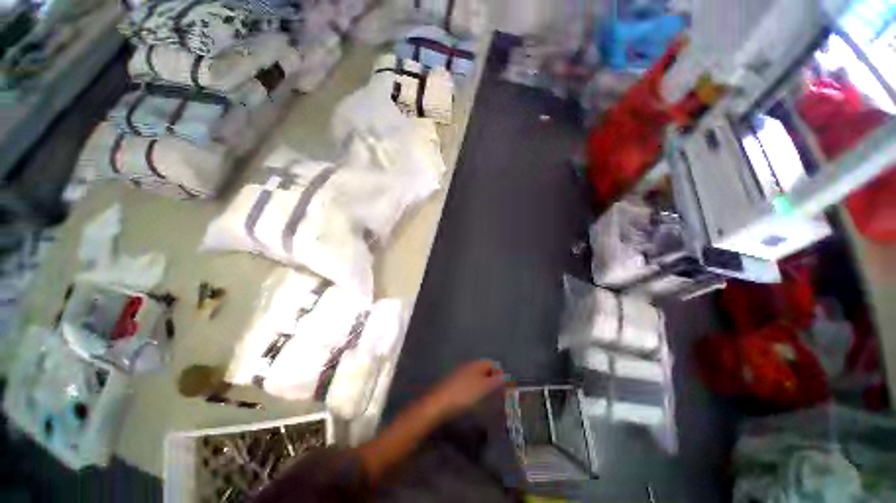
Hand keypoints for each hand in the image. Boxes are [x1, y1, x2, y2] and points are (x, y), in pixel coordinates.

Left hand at [425, 360, 505, 420]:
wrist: (438, 404)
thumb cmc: (463, 394)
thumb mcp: (483, 388)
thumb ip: (495, 381)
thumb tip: (506, 376)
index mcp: (475, 364)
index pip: (491, 363)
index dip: (499, 373)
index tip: (505, 387)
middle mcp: (467, 366)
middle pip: (483, 369)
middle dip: (492, 379)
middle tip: (498, 394)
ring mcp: (459, 374)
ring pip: (476, 377)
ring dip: (483, 385)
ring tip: (488, 399)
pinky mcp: (453, 384)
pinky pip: (469, 383)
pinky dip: (474, 389)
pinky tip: (474, 400)